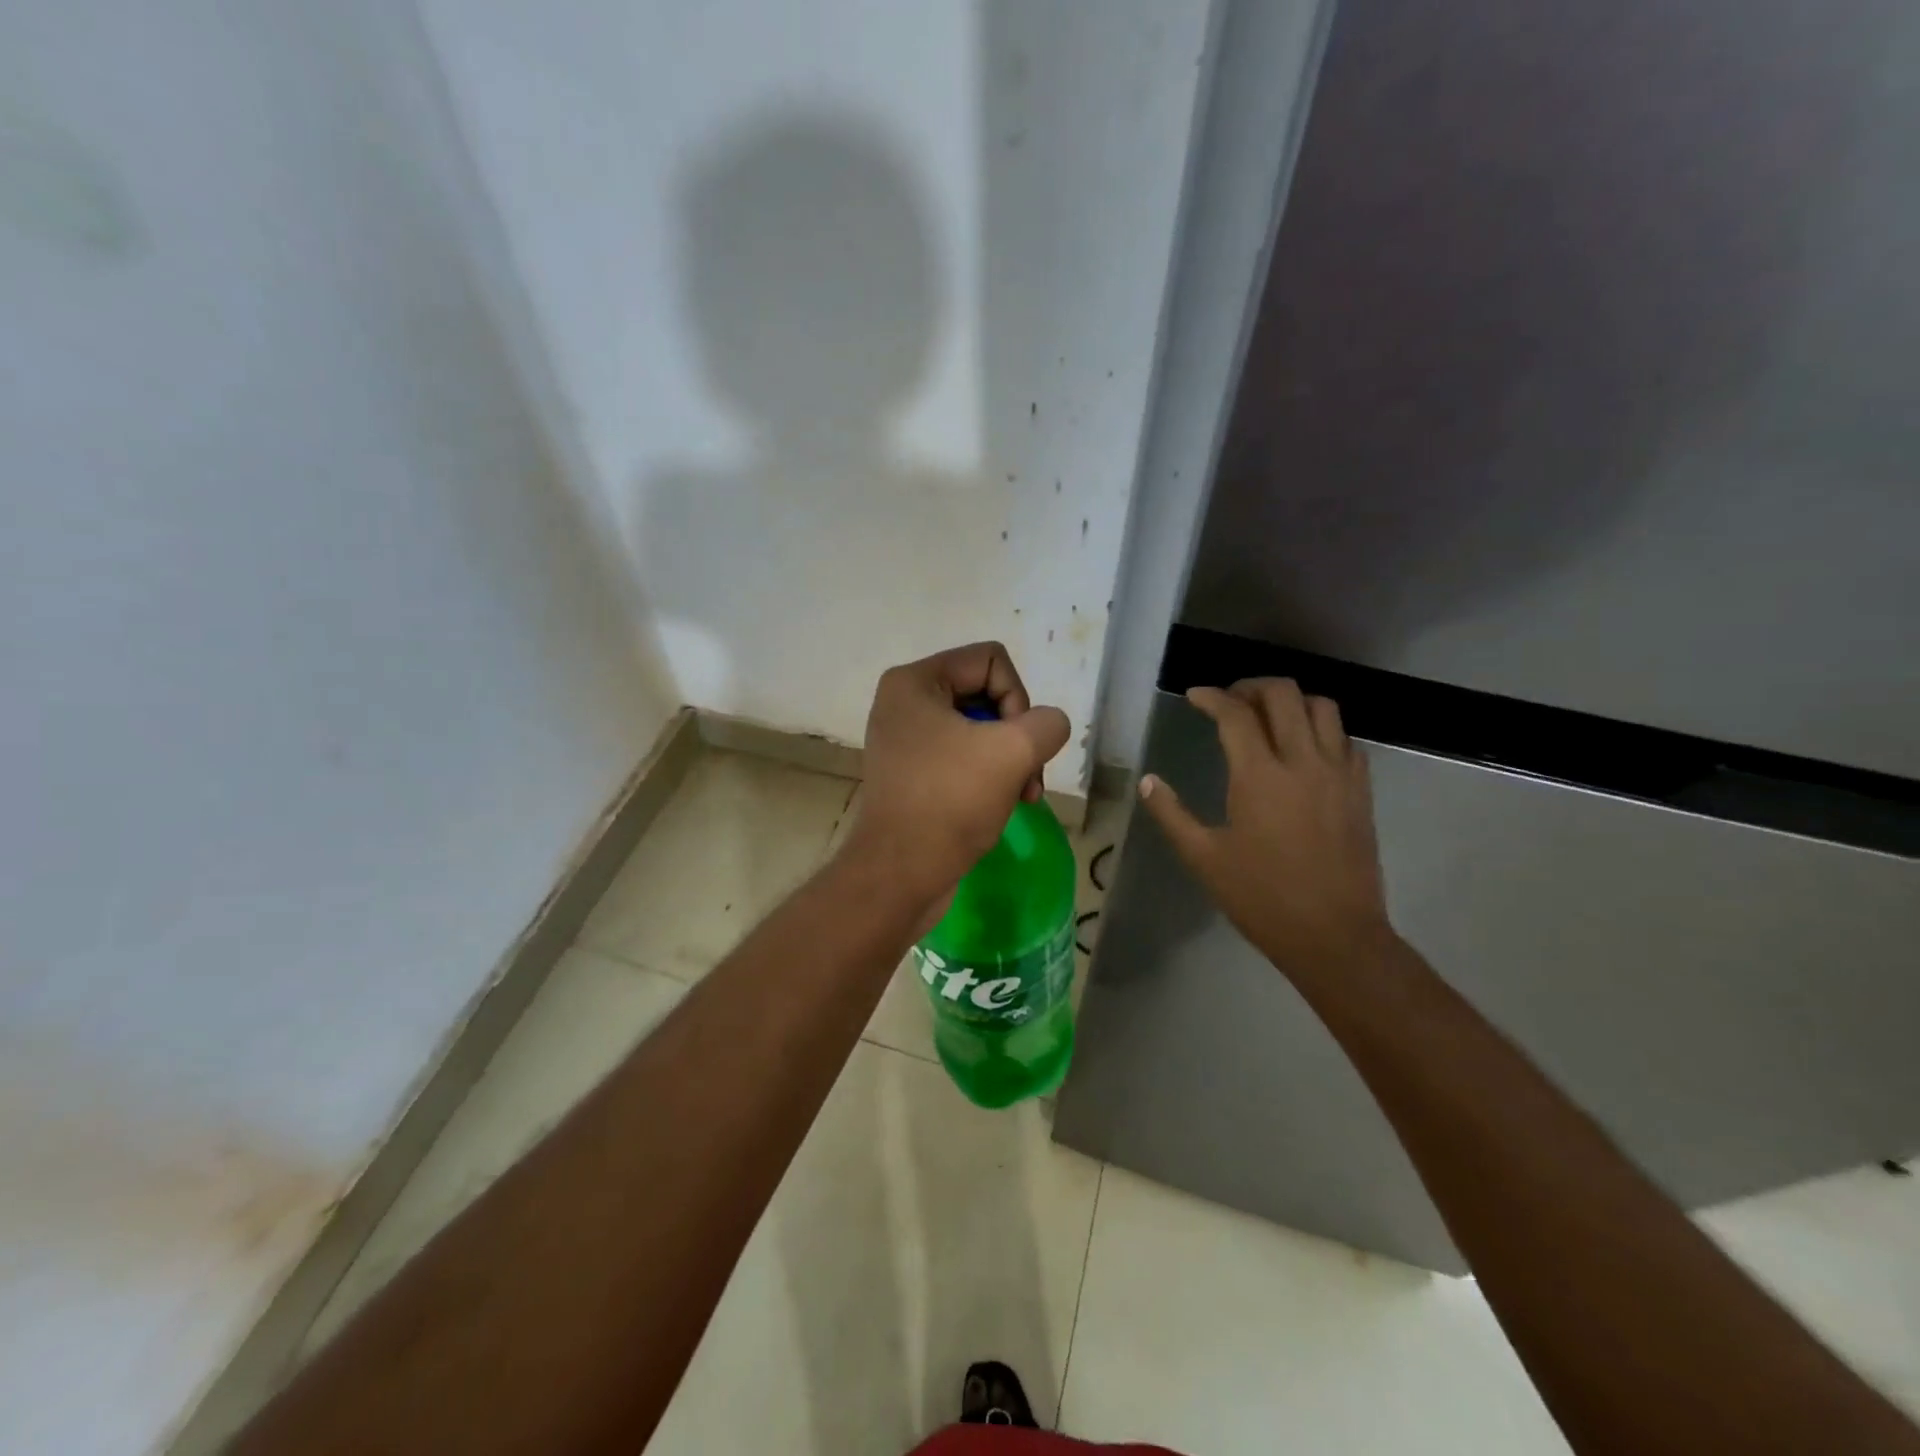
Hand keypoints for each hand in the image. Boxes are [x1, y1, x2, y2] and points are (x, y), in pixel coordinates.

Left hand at [842, 642, 1070, 909]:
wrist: (900, 874)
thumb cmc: (950, 802)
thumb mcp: (1014, 751)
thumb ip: (1047, 723)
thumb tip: (1045, 728)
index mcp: (914, 681)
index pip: (992, 660)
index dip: (1018, 698)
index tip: (1014, 744)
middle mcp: (904, 703)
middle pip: (987, 694)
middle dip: (1016, 735)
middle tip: (1028, 777)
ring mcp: (906, 741)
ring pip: (980, 731)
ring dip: (1010, 761)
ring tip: (1023, 796)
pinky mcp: (913, 774)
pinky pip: (963, 758)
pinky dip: (989, 777)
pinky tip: (1004, 805)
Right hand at [1138, 679, 1394, 980]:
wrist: (1335, 935)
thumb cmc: (1261, 897)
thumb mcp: (1203, 858)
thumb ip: (1171, 814)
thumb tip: (1147, 781)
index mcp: (1259, 775)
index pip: (1235, 714)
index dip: (1211, 697)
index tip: (1195, 696)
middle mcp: (1302, 761)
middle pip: (1283, 694)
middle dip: (1251, 687)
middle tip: (1230, 701)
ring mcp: (1339, 773)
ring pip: (1322, 707)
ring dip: (1291, 701)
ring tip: (1268, 717)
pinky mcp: (1361, 790)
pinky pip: (1346, 738)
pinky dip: (1322, 729)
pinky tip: (1304, 749)